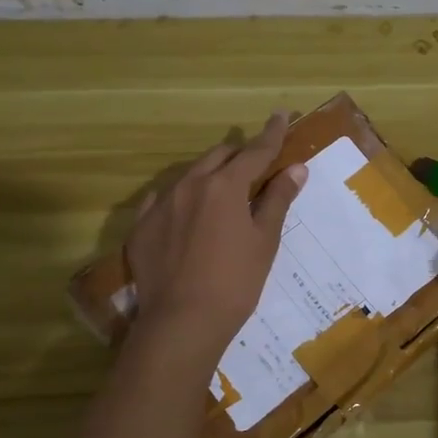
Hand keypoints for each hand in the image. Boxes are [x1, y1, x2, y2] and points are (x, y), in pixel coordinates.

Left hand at [126, 113, 306, 365]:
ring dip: (210, 174)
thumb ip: (277, 199)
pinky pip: (163, 199)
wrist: (182, 322)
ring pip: (189, 175)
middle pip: (219, 157)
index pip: (255, 151)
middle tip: (255, 163)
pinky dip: (181, 198)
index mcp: (224, 186)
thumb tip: (295, 169)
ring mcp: (160, 204)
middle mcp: (189, 185)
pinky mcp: (142, 226)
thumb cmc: (235, 282)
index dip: (271, 134)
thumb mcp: (264, 241)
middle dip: (239, 155)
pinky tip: (185, 211)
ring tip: (222, 190)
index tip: (281, 115)